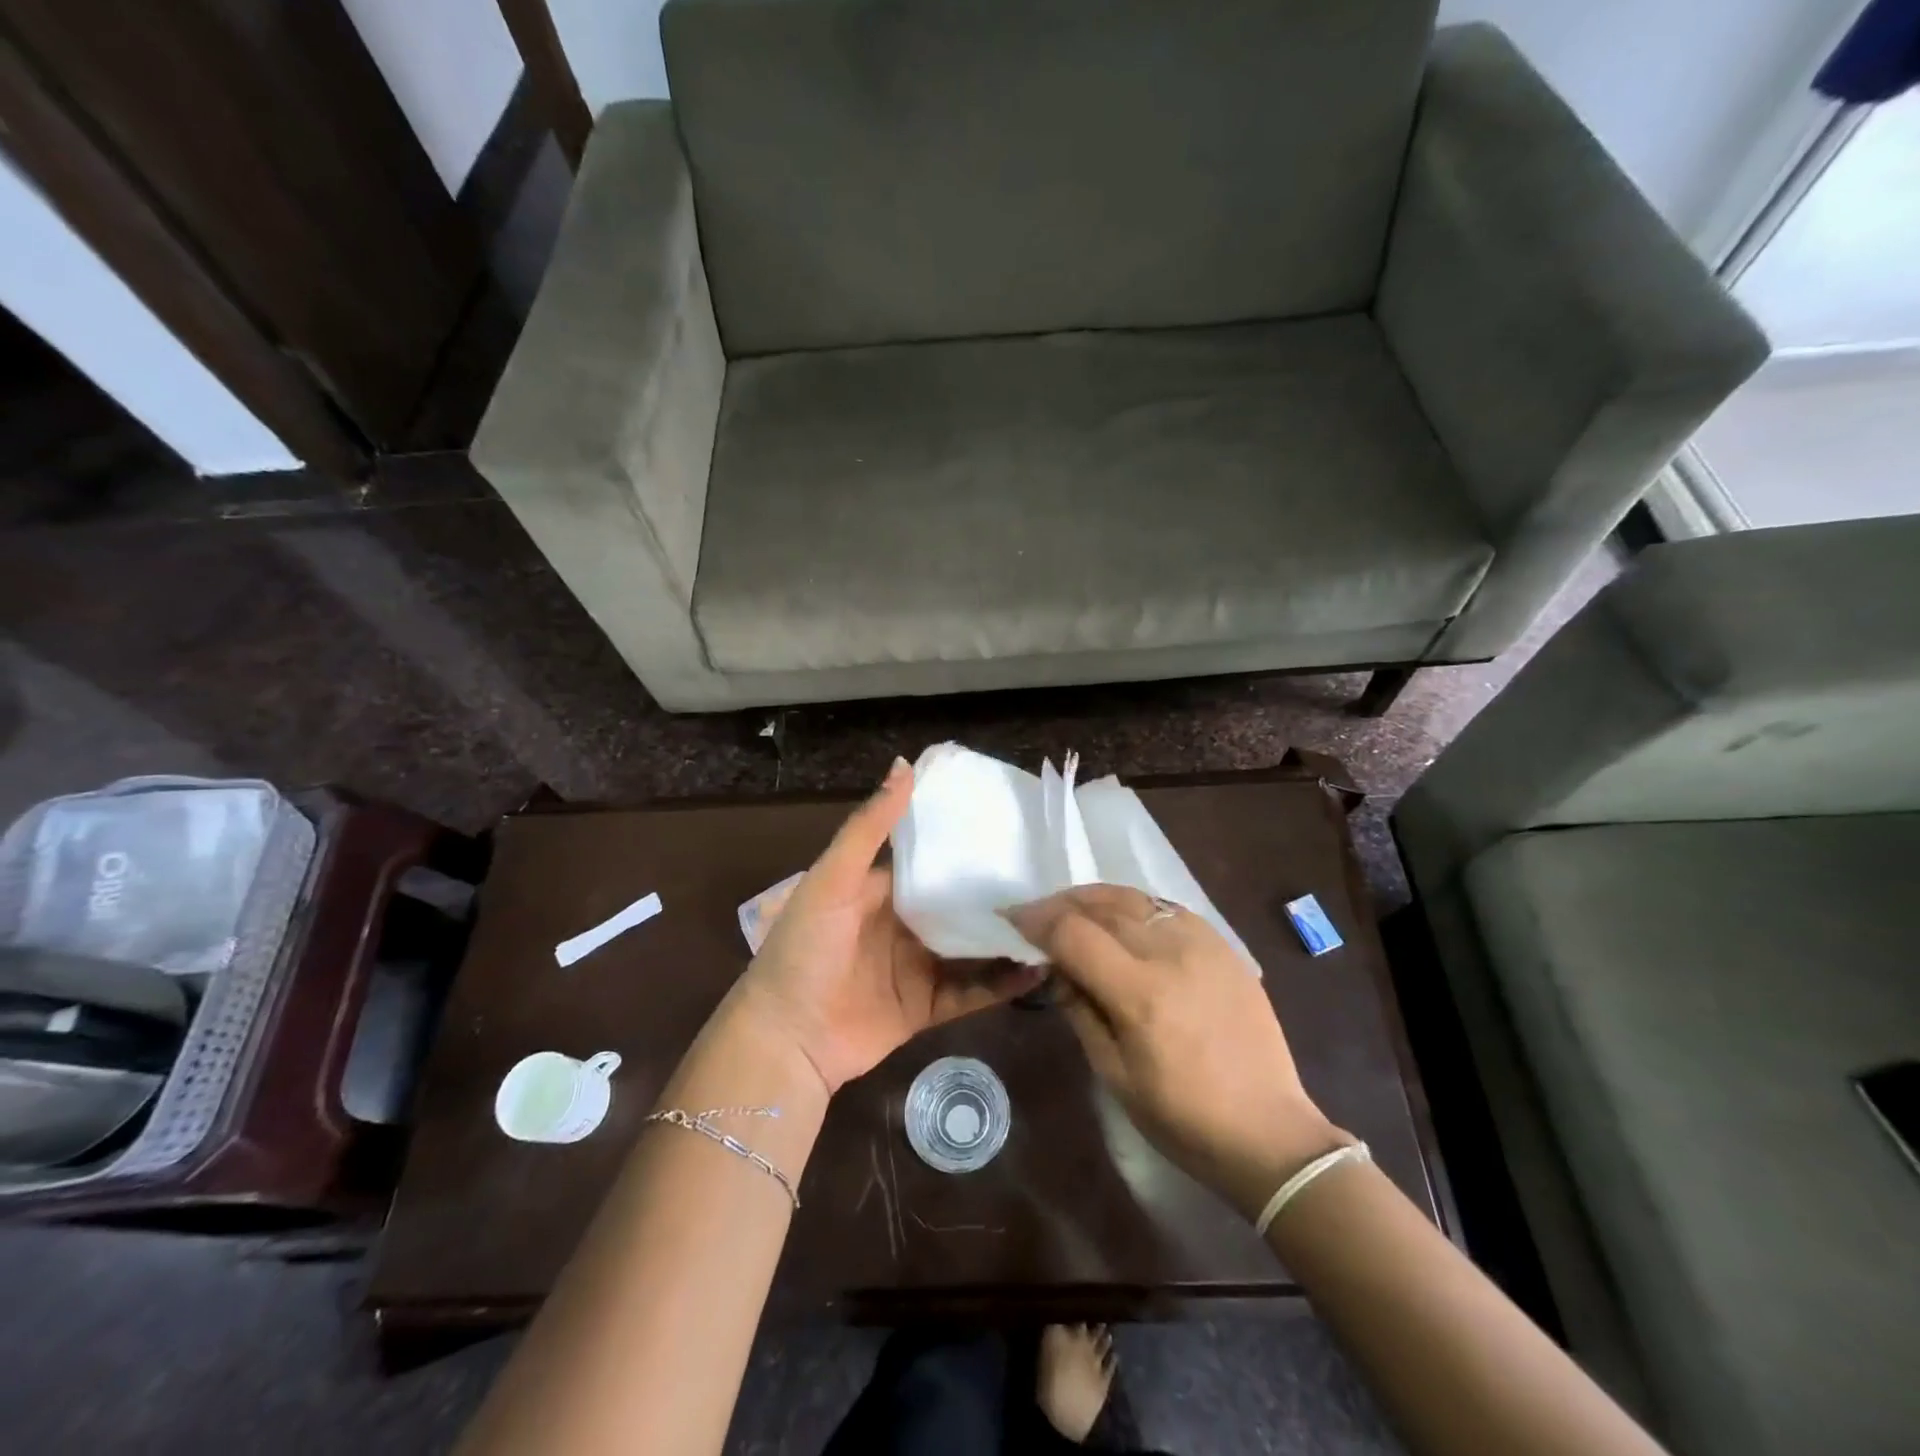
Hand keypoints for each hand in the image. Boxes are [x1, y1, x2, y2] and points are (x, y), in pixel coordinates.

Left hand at [731, 759, 1043, 1094]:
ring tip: (1055, 921)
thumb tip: (905, 764)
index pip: (931, 859)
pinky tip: (1037, 971)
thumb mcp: (832, 880)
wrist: (785, 1039)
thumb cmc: (804, 948)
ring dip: (1006, 937)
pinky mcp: (926, 1007)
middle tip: (1051, 874)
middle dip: (997, 891)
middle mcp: (903, 924)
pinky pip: (971, 991)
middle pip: (958, 903)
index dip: (966, 843)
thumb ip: (869, 828)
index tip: (1013, 826)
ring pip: (971, 947)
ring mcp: (916, 966)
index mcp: (881, 889)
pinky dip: (1002, 984)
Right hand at [1007, 885, 1350, 1221]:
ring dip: (1095, 897)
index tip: (1013, 920)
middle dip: (1061, 904)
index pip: (1074, 933)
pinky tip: (1124, 919)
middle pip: (1102, 905)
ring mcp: (1203, 944)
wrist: (1268, 1131)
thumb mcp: (1114, 1074)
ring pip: (1135, 897)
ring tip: (1074, 910)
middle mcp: (1171, 954)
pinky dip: (1135, 905)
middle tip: (1037, 914)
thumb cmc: (1182, 1119)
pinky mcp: (1224, 946)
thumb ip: (1080, 1010)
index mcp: (1140, 993)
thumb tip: (1055, 968)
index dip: (1036, 921)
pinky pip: (1168, 908)